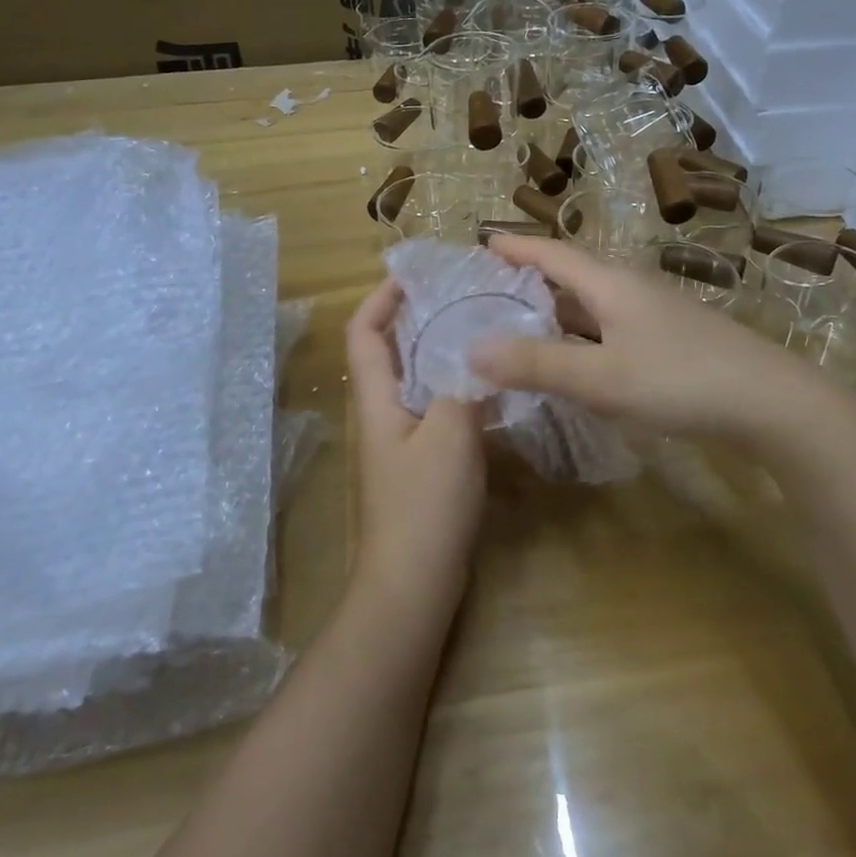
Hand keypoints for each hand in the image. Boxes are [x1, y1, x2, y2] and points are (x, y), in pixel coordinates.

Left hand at [344, 279, 487, 622]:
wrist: (416, 581)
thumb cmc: (425, 504)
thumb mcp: (450, 434)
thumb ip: (462, 386)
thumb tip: (477, 351)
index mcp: (377, 398)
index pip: (365, 332)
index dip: (382, 298)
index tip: (416, 275)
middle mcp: (383, 412)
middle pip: (390, 351)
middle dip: (418, 317)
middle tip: (463, 295)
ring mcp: (402, 439)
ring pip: (416, 379)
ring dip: (441, 351)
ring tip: (482, 328)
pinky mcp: (423, 462)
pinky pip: (436, 408)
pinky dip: (457, 386)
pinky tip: (491, 383)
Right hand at [471, 234, 824, 440]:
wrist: (771, 403)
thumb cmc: (680, 379)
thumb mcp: (600, 377)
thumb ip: (537, 363)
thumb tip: (472, 348)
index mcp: (611, 284)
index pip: (552, 253)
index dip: (516, 248)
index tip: (481, 243)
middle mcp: (631, 290)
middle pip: (571, 275)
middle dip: (529, 280)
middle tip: (488, 291)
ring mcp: (654, 316)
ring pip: (592, 305)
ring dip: (555, 311)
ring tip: (519, 324)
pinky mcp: (670, 342)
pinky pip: (609, 329)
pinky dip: (580, 337)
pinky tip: (573, 359)